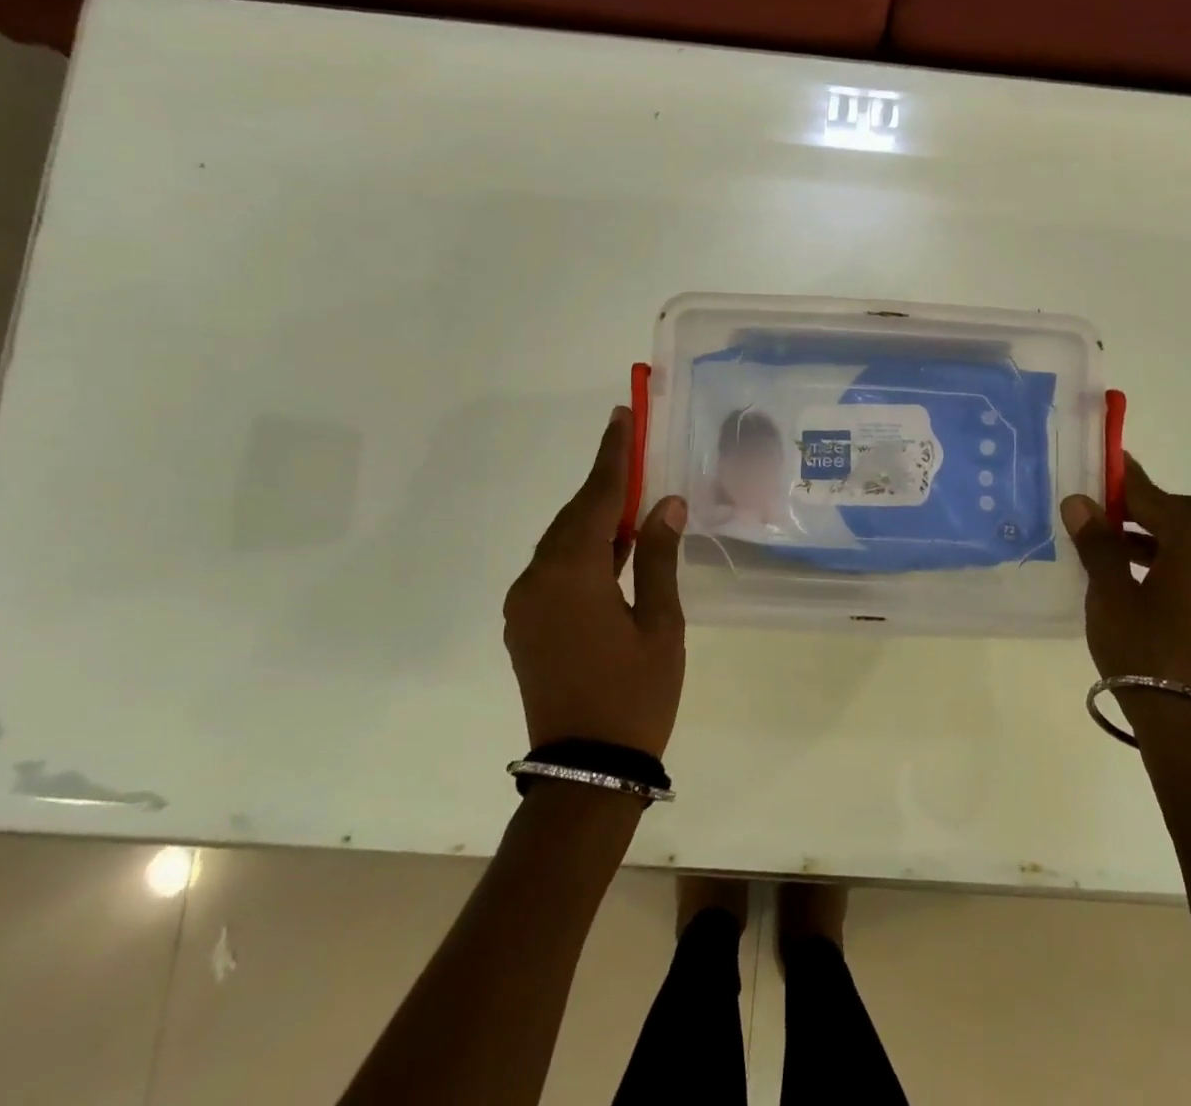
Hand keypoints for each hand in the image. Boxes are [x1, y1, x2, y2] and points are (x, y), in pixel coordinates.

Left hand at [504, 408, 687, 756]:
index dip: (612, 455)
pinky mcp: (526, 625)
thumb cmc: (635, 694)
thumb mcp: (660, 623)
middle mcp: (537, 580)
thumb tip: (665, 504)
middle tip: (633, 451)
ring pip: (561, 543)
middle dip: (603, 484)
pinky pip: (554, 570)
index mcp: (572, 574)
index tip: (621, 416)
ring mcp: (525, 604)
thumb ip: (657, 556)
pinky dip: (582, 550)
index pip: (595, 498)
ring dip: (594, 519)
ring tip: (630, 499)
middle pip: (573, 516)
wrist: (586, 774)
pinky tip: (611, 550)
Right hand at [1060, 454, 1190, 711]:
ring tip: (1115, 548)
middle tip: (1103, 513)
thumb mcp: (1110, 593)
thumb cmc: (1147, 651)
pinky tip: (1144, 582)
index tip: (1102, 464)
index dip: (1123, 480)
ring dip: (1158, 538)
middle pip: (1183, 515)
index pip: (1153, 495)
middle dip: (1142, 510)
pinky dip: (1176, 563)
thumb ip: (1098, 543)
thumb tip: (1080, 502)